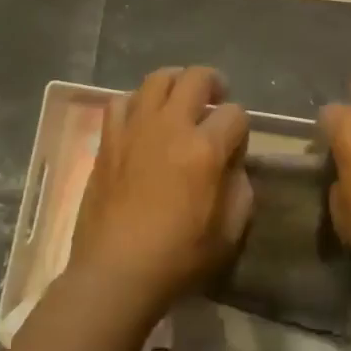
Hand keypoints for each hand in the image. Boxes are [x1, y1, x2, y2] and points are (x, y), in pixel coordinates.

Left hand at [69, 67, 252, 321]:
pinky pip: (122, 101)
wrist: (115, 273)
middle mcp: (170, 126)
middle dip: (214, 83)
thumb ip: (240, 189)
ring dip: (175, 83)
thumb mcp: (230, 232)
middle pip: (196, 77)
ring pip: (157, 79)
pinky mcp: (109, 139)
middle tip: (216, 99)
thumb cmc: (178, 258)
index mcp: (205, 149)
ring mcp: (135, 128)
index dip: (241, 128)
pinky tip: (142, 120)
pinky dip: (137, 102)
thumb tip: (232, 164)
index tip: (236, 146)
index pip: (235, 114)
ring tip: (179, 100)